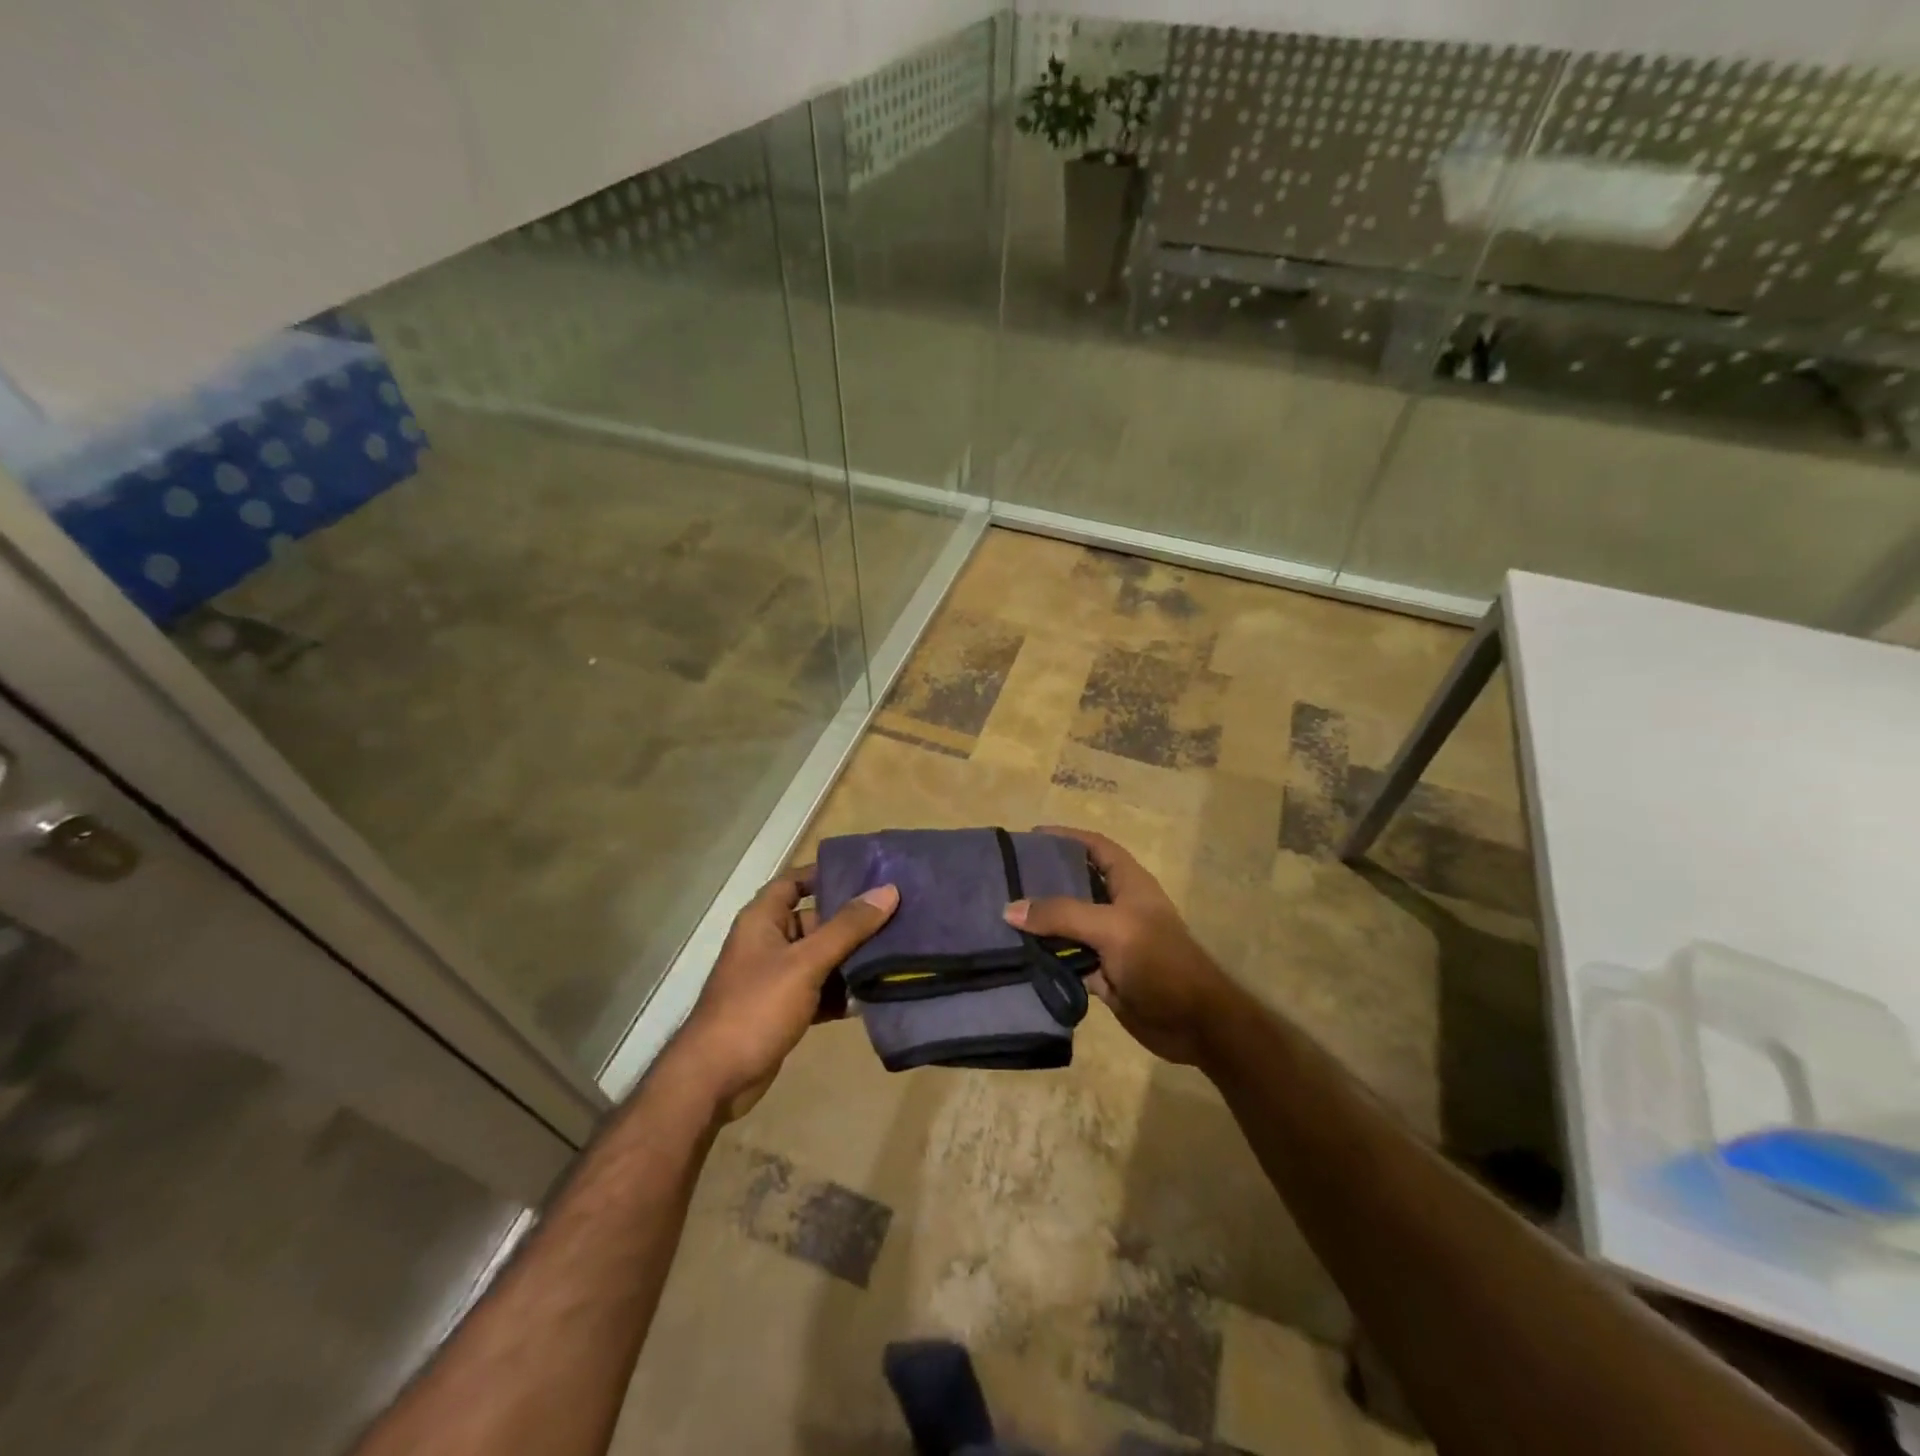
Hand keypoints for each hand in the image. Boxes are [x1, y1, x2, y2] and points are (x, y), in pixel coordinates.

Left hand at [671, 871, 897, 1119]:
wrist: (716, 1079)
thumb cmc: (756, 1007)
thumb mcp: (806, 962)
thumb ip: (847, 927)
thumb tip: (887, 890)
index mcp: (763, 920)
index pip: (795, 882)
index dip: (826, 874)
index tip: (869, 872)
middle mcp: (769, 942)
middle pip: (816, 920)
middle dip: (854, 921)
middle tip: (899, 913)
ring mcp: (777, 978)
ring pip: (823, 958)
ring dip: (854, 958)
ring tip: (900, 951)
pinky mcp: (785, 1009)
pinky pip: (821, 990)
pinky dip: (844, 991)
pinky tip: (878, 993)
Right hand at [1004, 827, 1229, 1065]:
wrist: (1193, 1023)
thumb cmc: (1159, 961)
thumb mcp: (1111, 927)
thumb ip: (1061, 915)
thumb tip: (1010, 909)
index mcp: (1129, 883)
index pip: (1095, 847)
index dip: (1067, 837)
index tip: (1030, 837)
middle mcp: (1118, 907)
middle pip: (1076, 885)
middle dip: (1044, 880)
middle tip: (1005, 879)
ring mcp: (1110, 942)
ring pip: (1068, 925)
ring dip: (1041, 923)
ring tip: (1001, 915)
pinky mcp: (1102, 974)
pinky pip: (1066, 959)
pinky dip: (1046, 957)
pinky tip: (1017, 954)